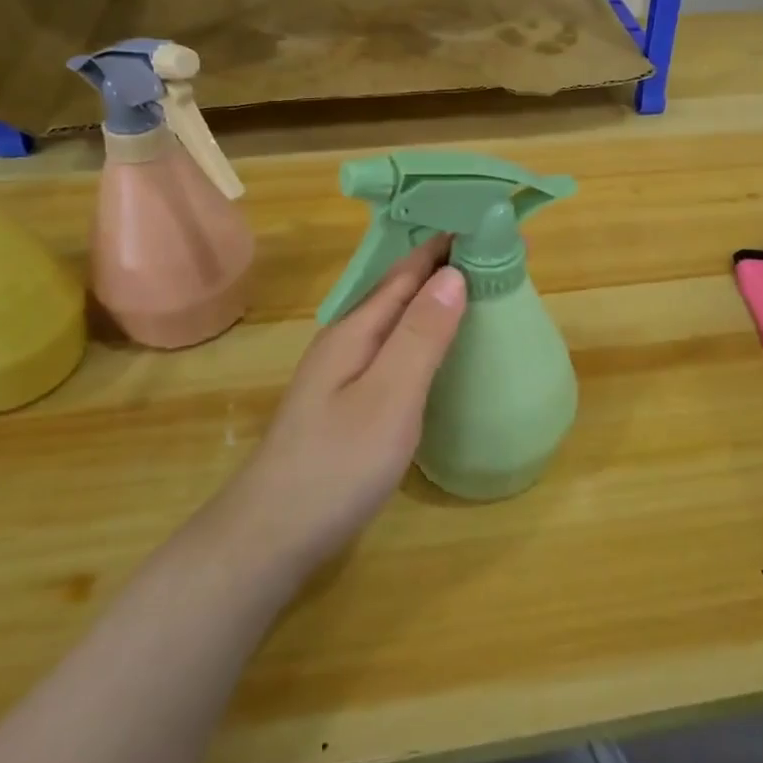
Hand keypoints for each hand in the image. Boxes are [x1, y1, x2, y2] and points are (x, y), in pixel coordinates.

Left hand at [213, 241, 465, 578]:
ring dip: (430, 303)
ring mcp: (340, 375)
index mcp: (355, 330)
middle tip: (491, 259)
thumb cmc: (337, 465)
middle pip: (397, 292)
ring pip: (393, 322)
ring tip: (473, 295)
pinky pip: (390, 352)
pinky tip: (435, 353)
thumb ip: (422, 336)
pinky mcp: (344, 404)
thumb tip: (453, 273)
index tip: (484, 225)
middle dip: (440, 270)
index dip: (443, 247)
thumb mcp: (390, 397)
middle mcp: (344, 342)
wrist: (270, 537)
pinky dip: (419, 338)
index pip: (406, 272)